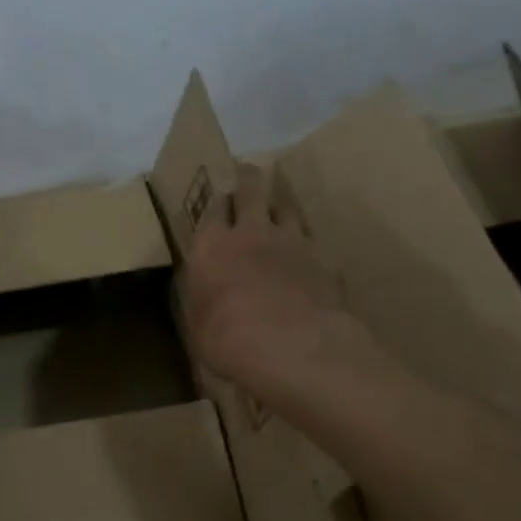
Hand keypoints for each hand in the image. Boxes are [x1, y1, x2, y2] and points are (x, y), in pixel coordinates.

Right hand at [181, 164, 364, 403]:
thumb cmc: (228, 340)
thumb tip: (201, 291)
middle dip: (248, 178)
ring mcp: (292, 242)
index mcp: (211, 247)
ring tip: (279, 209)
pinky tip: (309, 254)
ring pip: (287, 207)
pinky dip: (308, 244)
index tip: (218, 199)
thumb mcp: (197, 325)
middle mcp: (251, 233)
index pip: (212, 209)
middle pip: (251, 189)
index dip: (216, 202)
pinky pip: (313, 241)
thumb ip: (200, 299)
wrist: (293, 346)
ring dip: (281, 205)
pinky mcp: (324, 259)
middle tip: (248, 175)